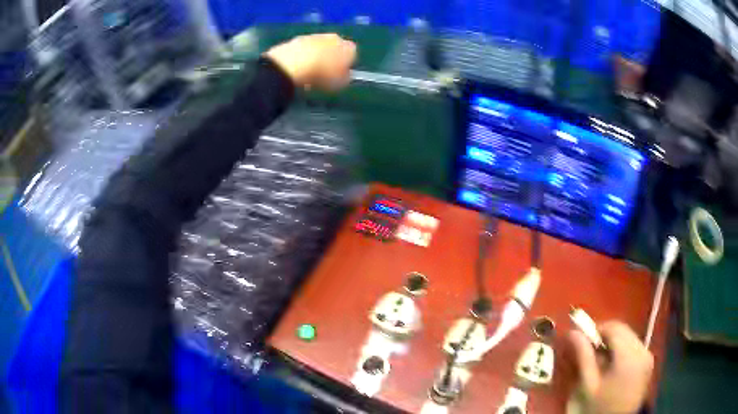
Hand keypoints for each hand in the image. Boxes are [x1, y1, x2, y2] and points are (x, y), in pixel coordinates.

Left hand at [264, 33, 356, 89]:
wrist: (295, 63)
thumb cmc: (322, 75)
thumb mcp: (339, 83)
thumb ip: (345, 78)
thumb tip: (345, 76)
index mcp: (349, 48)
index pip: (352, 55)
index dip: (346, 66)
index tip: (339, 76)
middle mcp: (335, 38)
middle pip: (336, 48)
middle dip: (331, 58)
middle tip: (324, 74)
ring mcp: (317, 36)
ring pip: (320, 47)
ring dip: (317, 57)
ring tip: (309, 73)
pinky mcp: (299, 38)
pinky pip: (305, 48)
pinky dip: (303, 55)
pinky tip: (298, 67)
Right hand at [568, 321, 653, 413]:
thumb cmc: (599, 406)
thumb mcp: (588, 385)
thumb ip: (583, 356)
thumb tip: (572, 333)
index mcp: (628, 356)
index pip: (614, 328)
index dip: (597, 329)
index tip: (583, 339)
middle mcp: (642, 350)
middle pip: (623, 330)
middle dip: (605, 336)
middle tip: (590, 350)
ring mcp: (648, 355)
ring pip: (629, 336)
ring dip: (614, 342)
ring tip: (601, 359)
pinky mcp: (649, 360)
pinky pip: (634, 345)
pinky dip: (622, 348)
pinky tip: (613, 364)